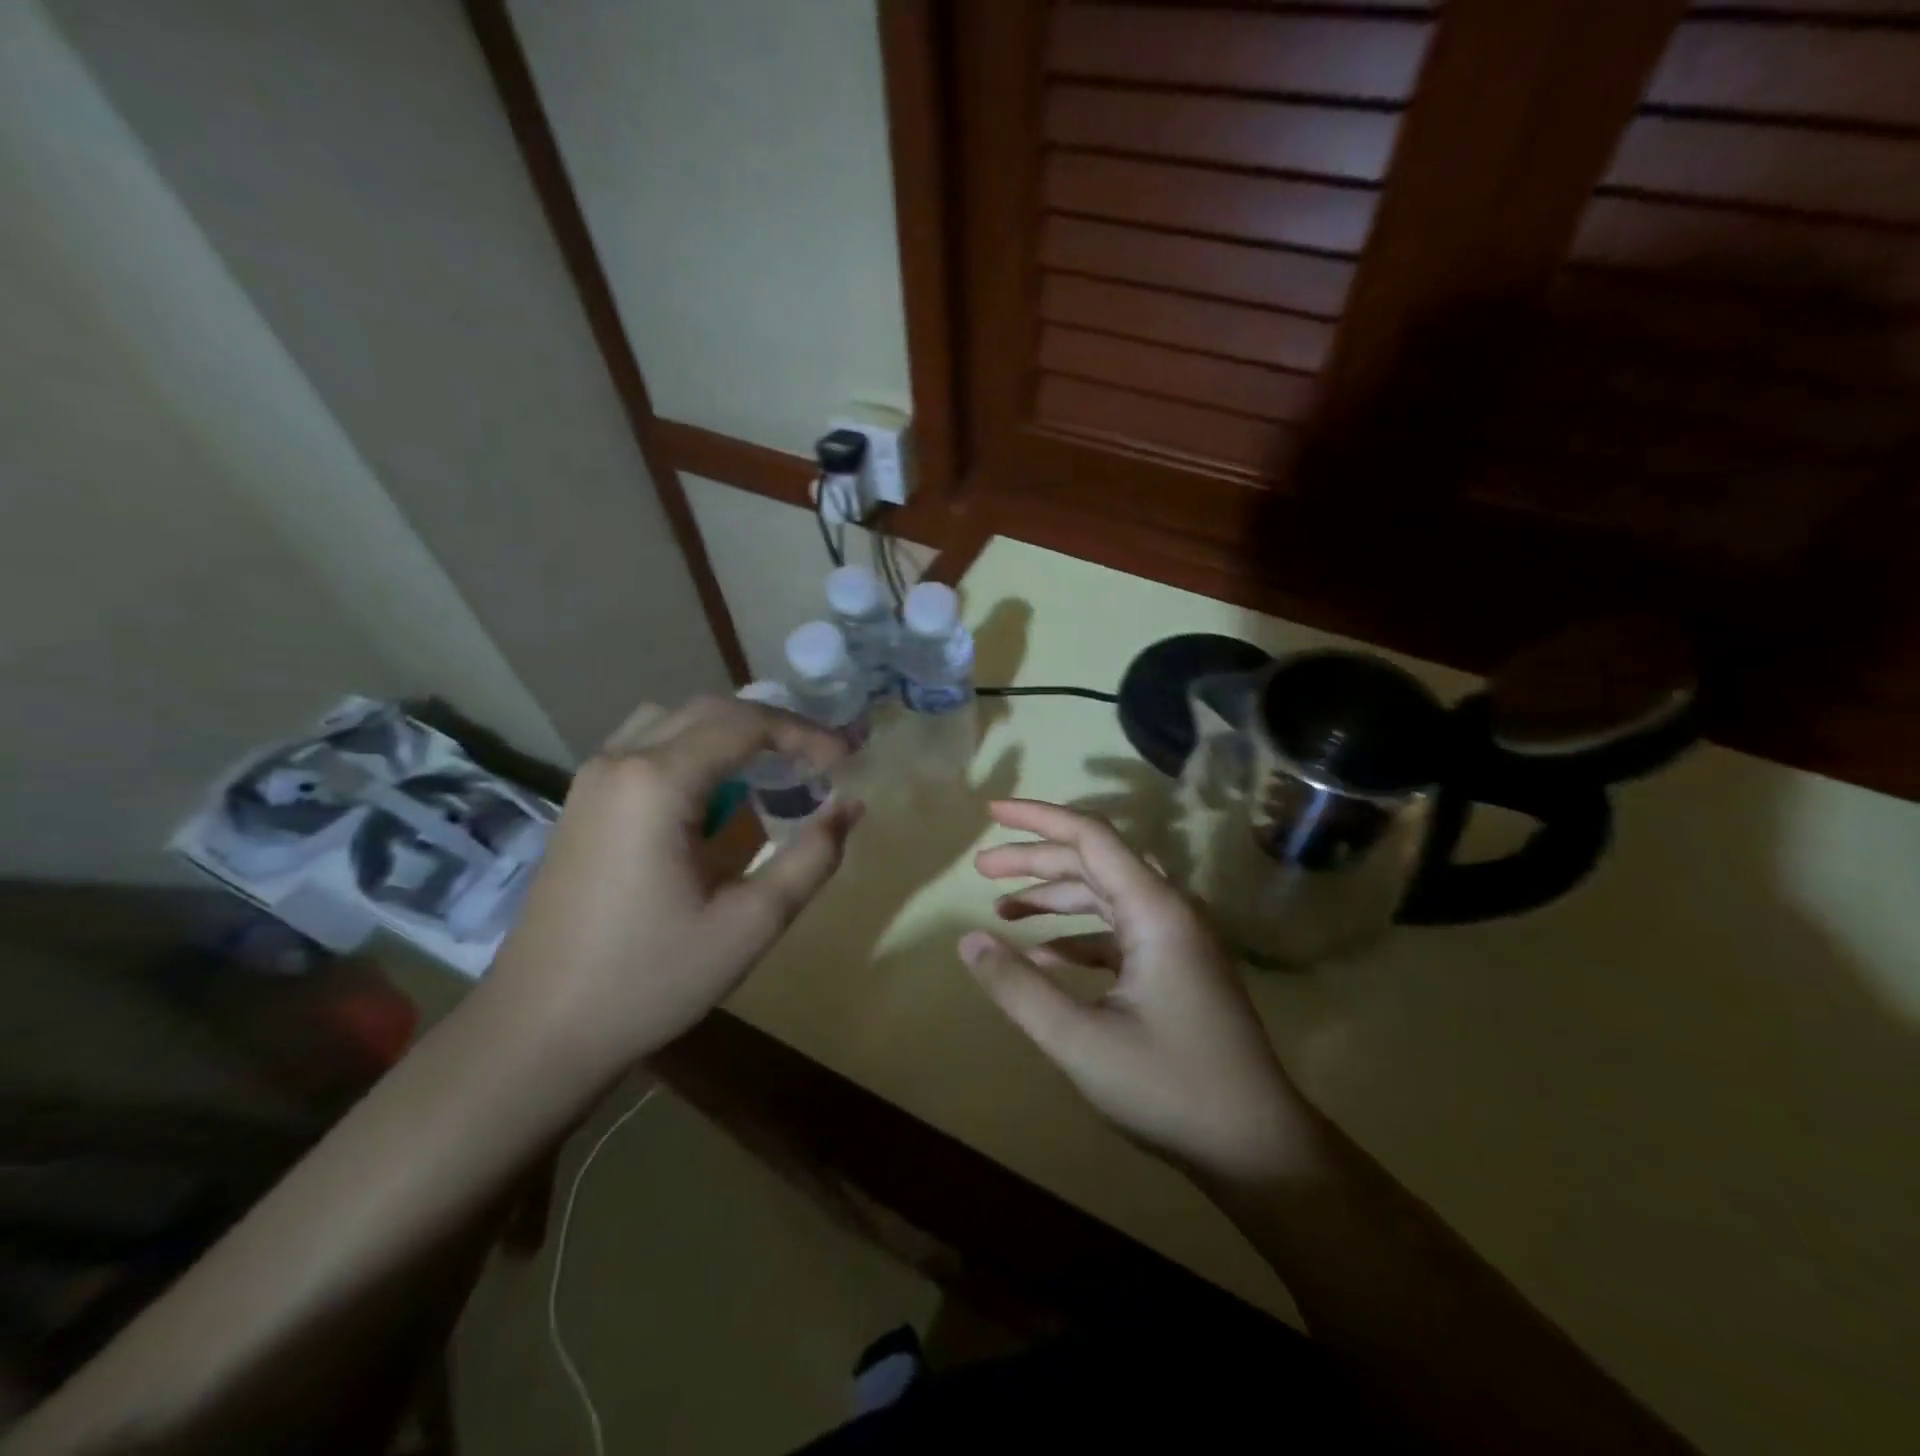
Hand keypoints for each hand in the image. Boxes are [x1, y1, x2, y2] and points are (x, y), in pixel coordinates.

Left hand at [487, 695, 860, 1067]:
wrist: (538, 1031)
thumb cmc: (649, 979)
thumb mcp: (750, 924)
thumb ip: (811, 858)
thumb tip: (851, 807)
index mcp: (657, 783)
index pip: (747, 725)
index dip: (806, 735)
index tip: (847, 762)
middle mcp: (619, 762)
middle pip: (710, 710)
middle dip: (774, 727)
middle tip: (820, 761)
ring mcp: (592, 779)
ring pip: (673, 720)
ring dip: (730, 732)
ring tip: (773, 768)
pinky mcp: (581, 802)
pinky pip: (646, 746)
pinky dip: (694, 749)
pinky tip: (715, 794)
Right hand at [961, 799, 1310, 1180]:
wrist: (1258, 1148)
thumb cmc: (1170, 1089)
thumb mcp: (1080, 1042)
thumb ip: (1019, 988)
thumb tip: (969, 941)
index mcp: (1155, 910)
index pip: (1090, 836)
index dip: (1038, 817)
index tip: (991, 811)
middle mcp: (1170, 910)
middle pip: (1094, 862)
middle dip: (1035, 860)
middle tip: (981, 868)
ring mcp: (1176, 939)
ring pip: (1105, 896)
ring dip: (1054, 897)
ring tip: (1002, 908)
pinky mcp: (1176, 968)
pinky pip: (1118, 933)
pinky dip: (1078, 937)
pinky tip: (1043, 959)